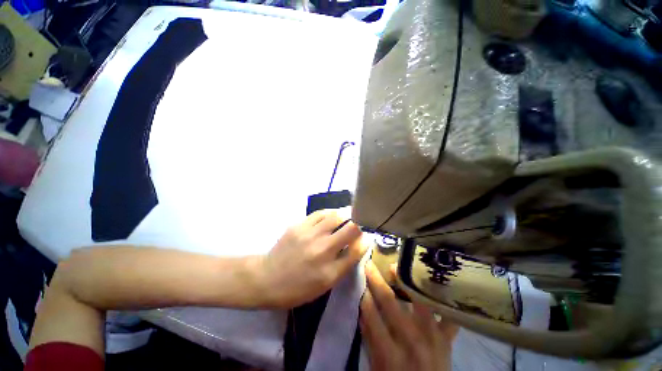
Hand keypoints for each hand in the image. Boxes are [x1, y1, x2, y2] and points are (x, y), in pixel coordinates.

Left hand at [254, 210, 367, 307]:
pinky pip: (320, 213)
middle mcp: (321, 249)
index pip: (357, 249)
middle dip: (357, 225)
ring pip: (336, 216)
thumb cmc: (298, 287)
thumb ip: (346, 263)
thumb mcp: (326, 283)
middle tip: (355, 227)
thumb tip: (361, 242)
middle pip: (350, 228)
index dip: (364, 240)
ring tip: (344, 219)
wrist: (267, 278)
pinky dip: (330, 213)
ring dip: (344, 216)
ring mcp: (309, 234)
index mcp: (329, 270)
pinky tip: (331, 216)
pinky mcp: (298, 225)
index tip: (364, 237)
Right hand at [360, 261, 457, 370]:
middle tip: (369, 263)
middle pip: (390, 302)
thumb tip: (361, 309)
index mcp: (390, 352)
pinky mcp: (447, 338)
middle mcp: (411, 340)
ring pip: (420, 300)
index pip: (372, 315)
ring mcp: (432, 337)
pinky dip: (443, 298)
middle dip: (376, 280)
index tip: (359, 277)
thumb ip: (369, 339)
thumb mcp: (377, 366)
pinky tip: (434, 281)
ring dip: (406, 281)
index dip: (364, 295)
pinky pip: (448, 314)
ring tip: (397, 266)